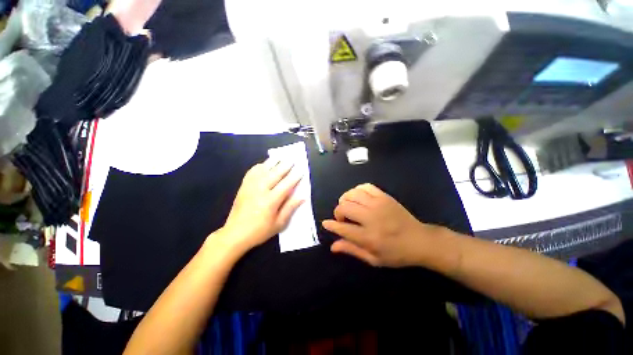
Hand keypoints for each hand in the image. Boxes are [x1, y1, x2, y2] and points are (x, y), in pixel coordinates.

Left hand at [220, 158, 303, 251]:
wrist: (234, 234)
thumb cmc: (260, 231)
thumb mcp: (279, 224)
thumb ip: (290, 208)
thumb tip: (302, 197)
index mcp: (271, 201)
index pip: (286, 185)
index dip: (295, 177)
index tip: (301, 170)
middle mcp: (260, 190)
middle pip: (275, 174)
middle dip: (285, 165)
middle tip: (292, 159)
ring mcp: (250, 187)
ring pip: (263, 170)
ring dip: (273, 163)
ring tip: (280, 157)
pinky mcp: (243, 187)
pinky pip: (251, 172)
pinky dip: (258, 166)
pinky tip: (263, 164)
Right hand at [322, 183, 444, 266]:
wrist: (420, 240)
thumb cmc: (396, 254)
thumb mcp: (374, 259)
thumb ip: (352, 250)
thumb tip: (332, 246)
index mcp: (369, 237)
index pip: (343, 228)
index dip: (331, 225)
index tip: (326, 223)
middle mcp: (372, 218)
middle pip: (345, 207)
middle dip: (338, 212)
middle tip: (343, 219)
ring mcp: (378, 204)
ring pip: (352, 194)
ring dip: (345, 200)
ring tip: (349, 207)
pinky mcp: (384, 196)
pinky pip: (365, 186)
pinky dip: (357, 190)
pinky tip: (358, 198)